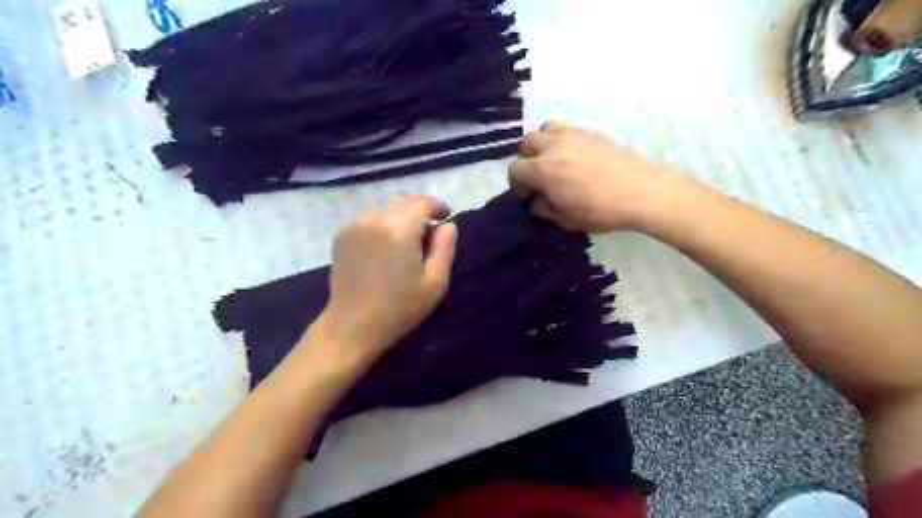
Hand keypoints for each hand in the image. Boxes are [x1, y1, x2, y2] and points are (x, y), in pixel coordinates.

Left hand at [308, 193, 454, 367]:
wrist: (352, 325)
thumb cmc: (399, 308)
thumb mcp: (435, 282)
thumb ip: (445, 247)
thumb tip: (447, 225)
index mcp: (399, 230)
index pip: (422, 203)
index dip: (437, 206)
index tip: (446, 216)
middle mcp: (374, 219)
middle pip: (403, 203)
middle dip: (420, 212)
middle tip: (429, 233)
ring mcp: (354, 226)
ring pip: (386, 211)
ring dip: (401, 219)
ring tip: (406, 243)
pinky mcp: (341, 235)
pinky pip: (370, 220)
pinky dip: (383, 226)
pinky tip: (385, 248)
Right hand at [507, 119, 678, 229]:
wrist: (642, 191)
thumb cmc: (601, 211)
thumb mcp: (567, 220)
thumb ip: (545, 210)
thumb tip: (537, 202)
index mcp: (543, 170)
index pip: (515, 169)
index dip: (517, 183)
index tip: (529, 194)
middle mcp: (553, 146)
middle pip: (527, 143)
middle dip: (527, 159)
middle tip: (539, 176)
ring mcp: (573, 135)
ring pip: (545, 129)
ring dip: (543, 143)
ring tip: (554, 160)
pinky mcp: (591, 132)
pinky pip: (567, 129)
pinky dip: (562, 140)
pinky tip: (576, 157)